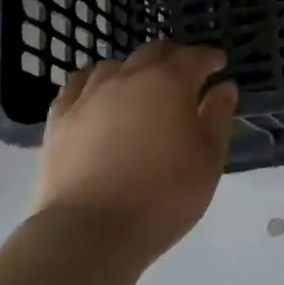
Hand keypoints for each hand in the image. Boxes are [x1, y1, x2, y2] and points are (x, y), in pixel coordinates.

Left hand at [34, 39, 238, 264]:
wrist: (89, 232)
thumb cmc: (163, 195)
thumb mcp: (209, 159)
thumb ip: (218, 117)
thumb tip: (224, 88)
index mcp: (170, 82)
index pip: (195, 57)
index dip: (210, 58)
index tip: (219, 63)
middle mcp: (129, 77)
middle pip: (153, 52)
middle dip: (173, 58)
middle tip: (185, 74)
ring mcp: (89, 96)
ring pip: (114, 66)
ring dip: (133, 69)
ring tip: (141, 86)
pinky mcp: (59, 119)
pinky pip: (77, 86)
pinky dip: (94, 83)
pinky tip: (98, 96)